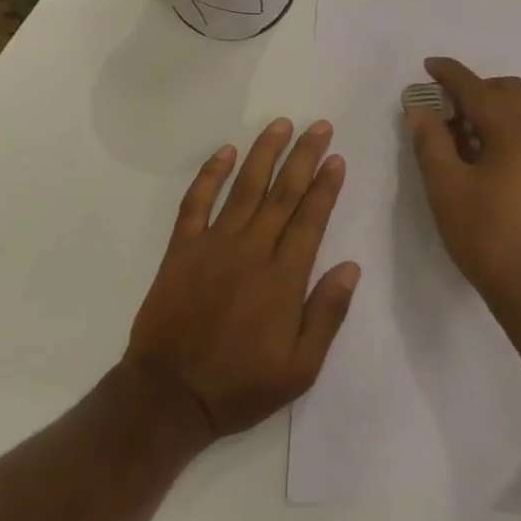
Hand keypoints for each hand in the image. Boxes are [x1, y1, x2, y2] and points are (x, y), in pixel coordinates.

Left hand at [126, 118, 358, 440]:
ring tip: (280, 125)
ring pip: (244, 187)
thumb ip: (327, 314)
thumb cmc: (240, 386)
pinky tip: (224, 152)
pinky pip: (196, 202)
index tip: (336, 158)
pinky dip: (209, 174)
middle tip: (318, 126)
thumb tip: (351, 266)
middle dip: (304, 156)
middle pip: (283, 192)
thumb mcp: (300, 368)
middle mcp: (251, 250)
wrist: (168, 396)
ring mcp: (213, 245)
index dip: (325, 185)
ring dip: (264, 153)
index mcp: (283, 277)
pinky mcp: (182, 249)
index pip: (311, 218)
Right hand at [407, 58, 520, 325]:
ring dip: (489, 111)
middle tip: (440, 108)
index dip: (449, 74)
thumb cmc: (486, 235)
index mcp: (517, 129)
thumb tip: (421, 107)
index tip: (427, 65)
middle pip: (507, 91)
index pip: (477, 88)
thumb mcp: (446, 186)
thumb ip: (430, 139)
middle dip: (472, 91)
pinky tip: (481, 158)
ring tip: (455, 136)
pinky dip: (504, 130)